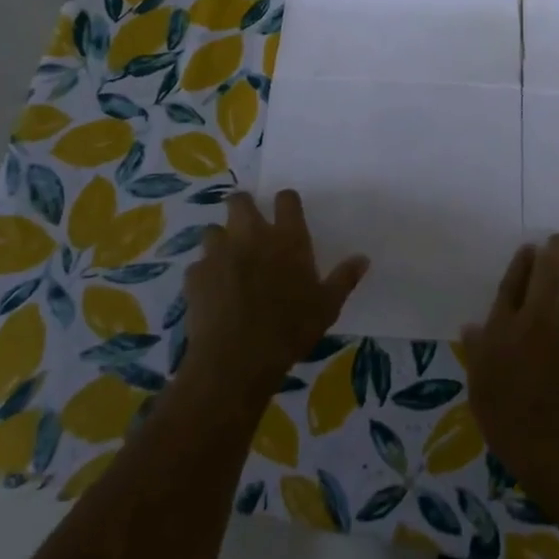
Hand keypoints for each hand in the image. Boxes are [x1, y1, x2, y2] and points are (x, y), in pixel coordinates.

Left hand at [184, 191, 367, 399]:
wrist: (237, 359)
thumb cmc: (290, 329)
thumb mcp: (327, 306)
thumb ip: (344, 278)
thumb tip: (363, 258)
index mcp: (287, 238)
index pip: (286, 199)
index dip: (286, 202)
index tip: (286, 212)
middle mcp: (251, 235)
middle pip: (240, 201)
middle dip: (242, 207)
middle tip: (249, 226)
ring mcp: (219, 253)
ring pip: (213, 229)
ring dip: (220, 240)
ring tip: (227, 259)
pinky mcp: (195, 275)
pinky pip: (198, 265)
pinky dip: (204, 273)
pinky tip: (212, 291)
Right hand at [460, 235, 558, 507]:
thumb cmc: (509, 421)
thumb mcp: (479, 388)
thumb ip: (477, 352)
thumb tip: (472, 328)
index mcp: (504, 327)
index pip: (513, 284)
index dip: (521, 263)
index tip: (530, 247)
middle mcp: (538, 320)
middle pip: (548, 275)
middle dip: (555, 253)